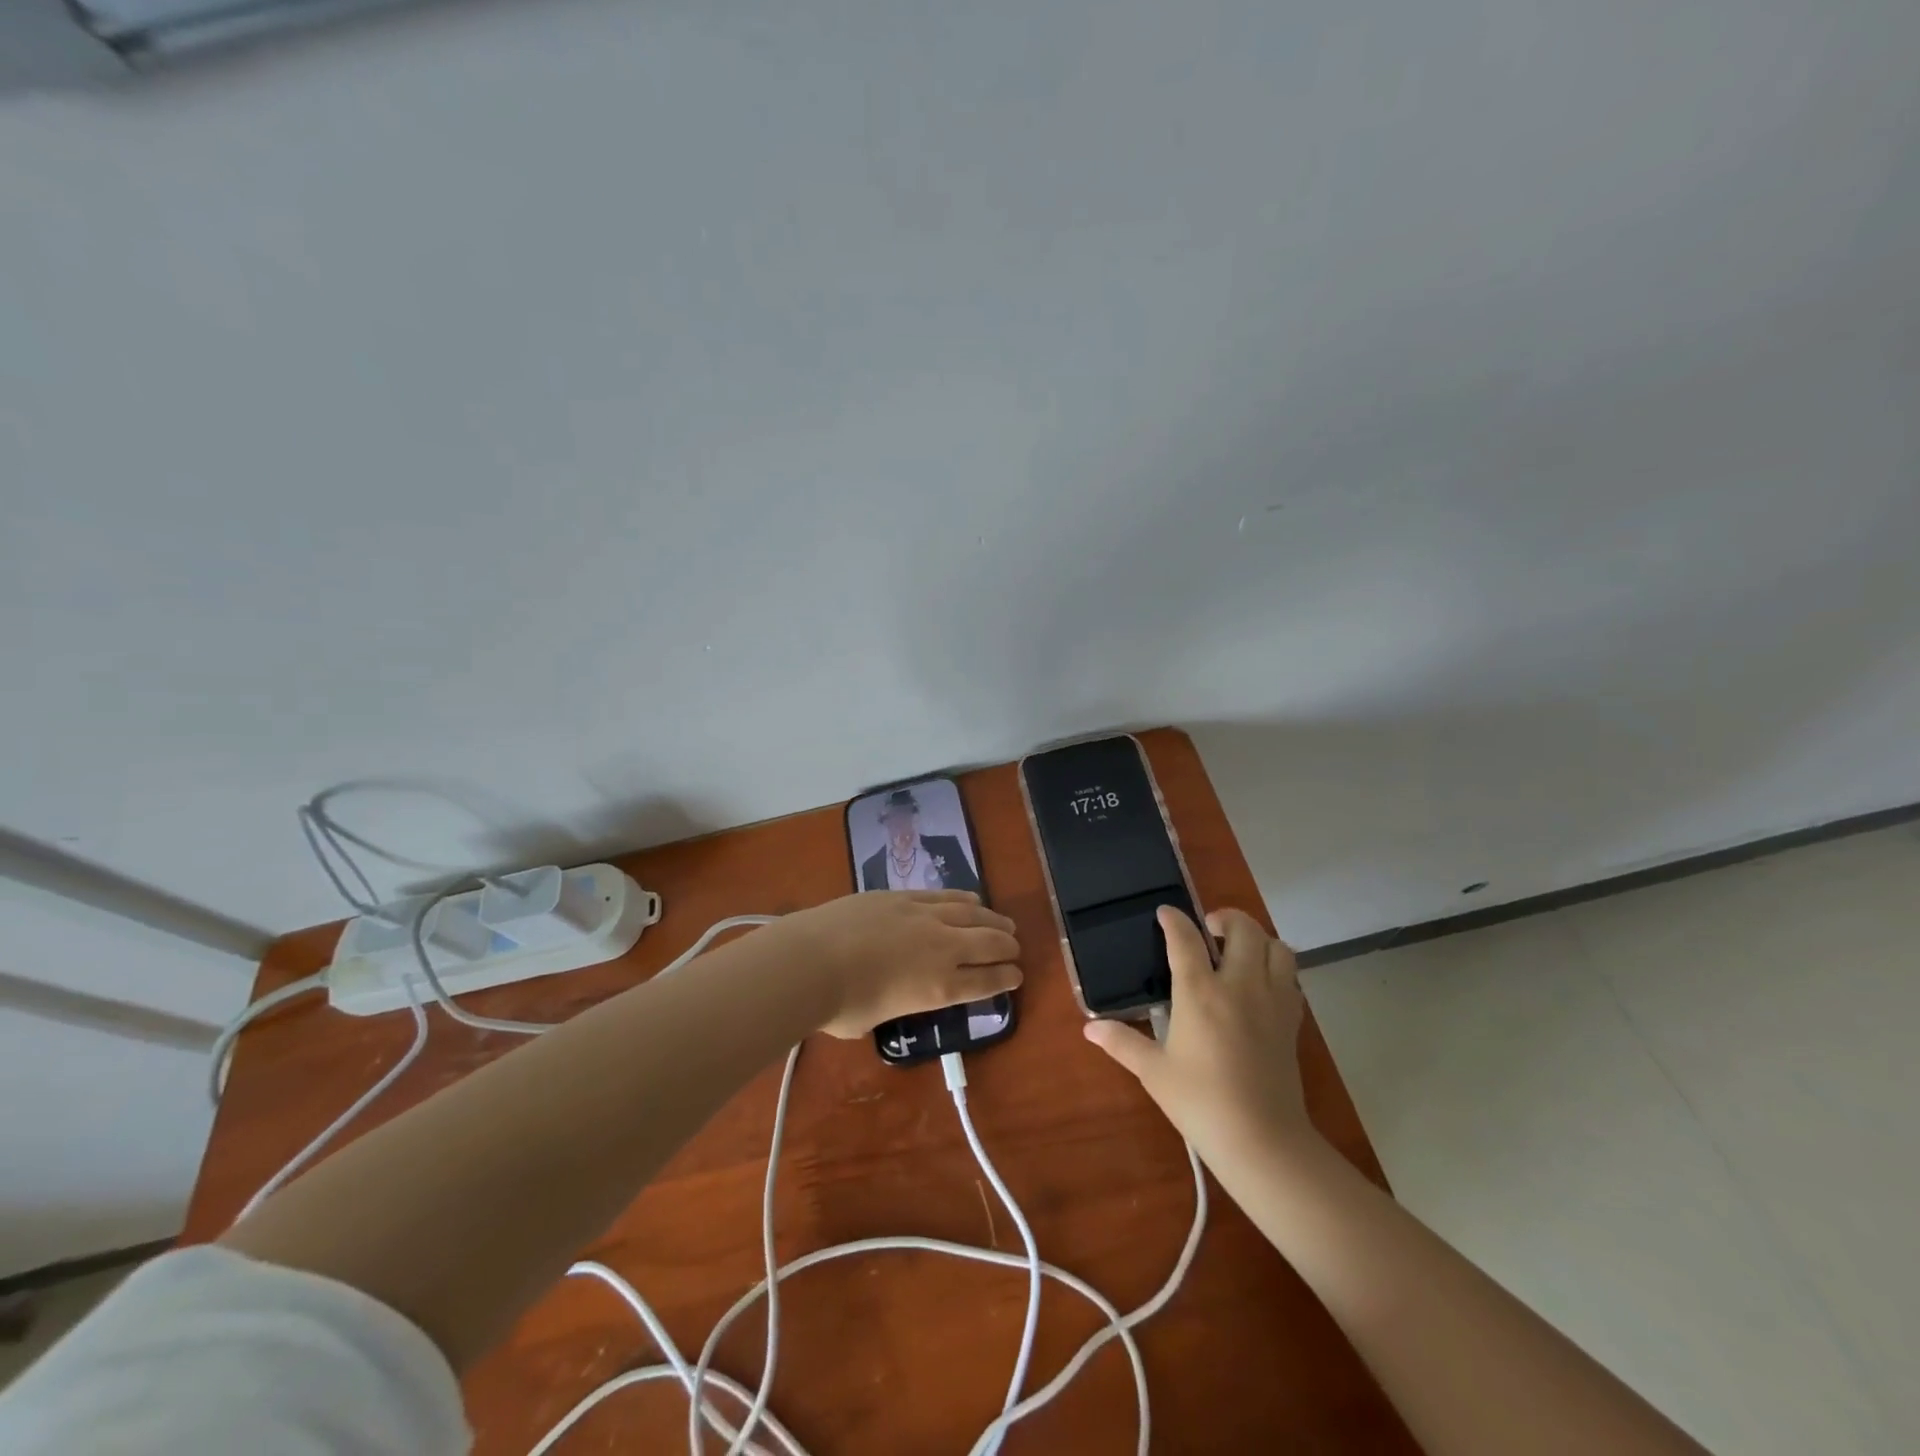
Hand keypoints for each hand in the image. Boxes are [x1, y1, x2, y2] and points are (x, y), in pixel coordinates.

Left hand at [770, 890, 1022, 1038]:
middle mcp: (942, 949)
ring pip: (972, 915)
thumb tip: (884, 995)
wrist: (811, 960)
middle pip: (988, 944)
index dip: (1006, 979)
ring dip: (993, 921)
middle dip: (1007, 948)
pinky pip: (945, 896)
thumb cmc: (838, 1004)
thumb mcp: (871, 1021)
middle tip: (1015, 950)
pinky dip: (964, 900)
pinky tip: (973, 901)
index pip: (986, 983)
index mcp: (939, 989)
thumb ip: (890, 1006)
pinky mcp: (904, 896)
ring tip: (1004, 924)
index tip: (1017, 976)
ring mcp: (924, 916)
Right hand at [1084, 907, 1318, 1162]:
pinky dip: (1277, 968)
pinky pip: (1291, 978)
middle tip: (1209, 929)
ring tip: (1239, 951)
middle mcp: (1239, 985)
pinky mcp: (1292, 1021)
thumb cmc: (1200, 1102)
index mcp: (1200, 992)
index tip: (1165, 913)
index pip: (1186, 939)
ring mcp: (1272, 1001)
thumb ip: (1122, 1043)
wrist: (1262, 1140)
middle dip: (1226, 918)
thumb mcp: (1153, 1072)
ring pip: (1277, 947)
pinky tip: (1261, 984)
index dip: (1174, 919)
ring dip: (1259, 939)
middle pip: (1243, 929)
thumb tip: (1090, 1028)